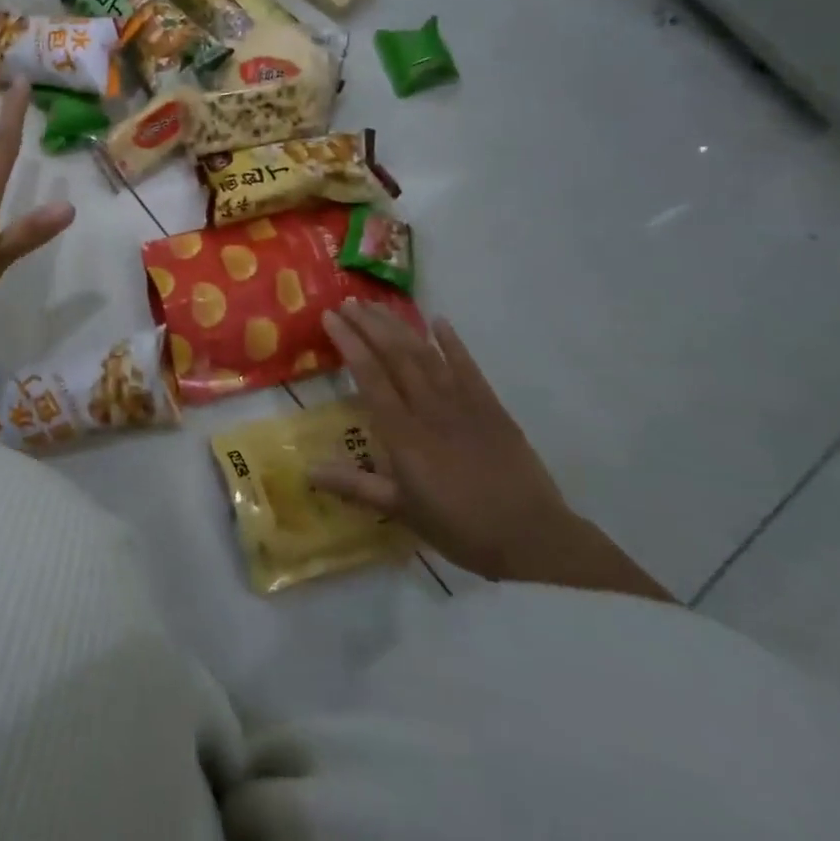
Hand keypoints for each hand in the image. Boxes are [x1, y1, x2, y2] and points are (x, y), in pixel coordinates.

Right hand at [308, 302, 580, 580]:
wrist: (532, 539)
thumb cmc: (460, 527)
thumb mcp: (401, 511)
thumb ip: (354, 485)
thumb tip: (307, 471)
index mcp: (404, 433)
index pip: (370, 376)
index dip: (349, 343)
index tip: (330, 317)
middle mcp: (430, 409)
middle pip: (395, 356)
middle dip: (369, 325)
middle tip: (347, 301)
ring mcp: (463, 404)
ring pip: (426, 354)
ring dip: (400, 327)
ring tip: (377, 305)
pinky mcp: (491, 407)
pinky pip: (468, 367)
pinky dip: (453, 342)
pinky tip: (439, 321)